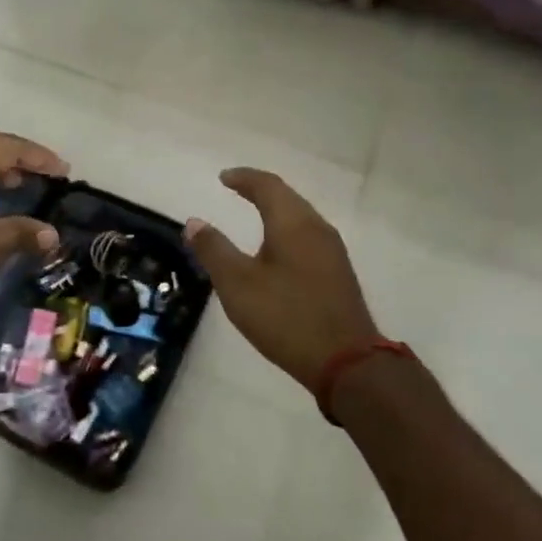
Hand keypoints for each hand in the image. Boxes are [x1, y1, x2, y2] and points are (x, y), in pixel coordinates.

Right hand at [185, 168, 379, 390]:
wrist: (347, 363)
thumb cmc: (286, 317)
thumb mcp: (238, 284)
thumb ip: (214, 250)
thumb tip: (194, 222)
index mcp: (293, 224)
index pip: (268, 186)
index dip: (244, 178)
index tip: (223, 178)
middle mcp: (317, 229)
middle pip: (287, 197)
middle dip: (260, 190)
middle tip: (236, 189)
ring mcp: (332, 252)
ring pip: (300, 217)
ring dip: (275, 209)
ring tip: (253, 213)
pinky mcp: (338, 273)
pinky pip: (308, 236)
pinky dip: (286, 229)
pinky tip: (277, 248)